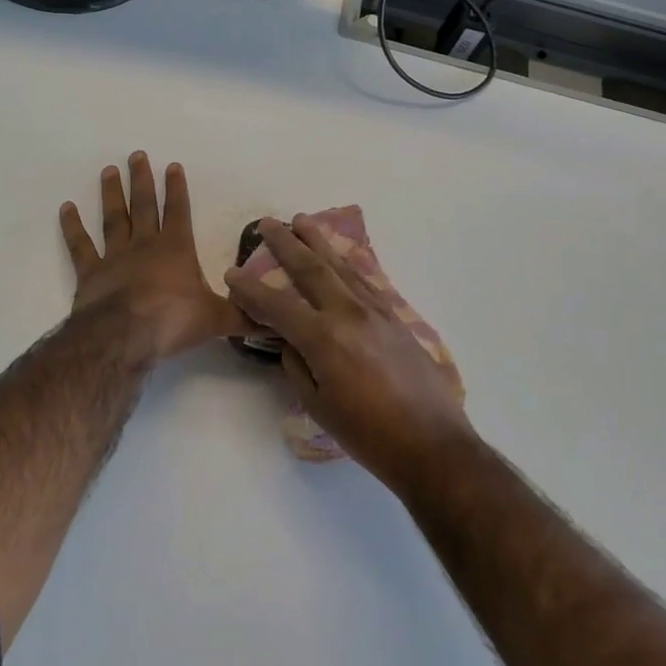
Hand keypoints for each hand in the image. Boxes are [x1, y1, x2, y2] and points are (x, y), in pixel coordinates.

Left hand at [60, 153, 250, 362]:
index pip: (178, 210)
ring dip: (111, 193)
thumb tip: (274, 320)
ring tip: (108, 170)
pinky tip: (66, 208)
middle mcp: (145, 245)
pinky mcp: (90, 273)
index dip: (176, 188)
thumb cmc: (174, 320)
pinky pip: (80, 245)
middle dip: (141, 179)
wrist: (126, 335)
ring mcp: (115, 256)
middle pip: (143, 205)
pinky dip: (72, 227)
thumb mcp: (216, 320)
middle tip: (136, 154)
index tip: (172, 165)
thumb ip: (243, 316)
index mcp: (176, 249)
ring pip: (113, 218)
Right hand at [226, 215, 476, 492]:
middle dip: (286, 243)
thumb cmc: (369, 435)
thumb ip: (297, 366)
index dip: (251, 290)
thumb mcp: (319, 406)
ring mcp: (376, 311)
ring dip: (318, 242)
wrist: (433, 444)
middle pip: (311, 268)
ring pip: (341, 266)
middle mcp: (348, 313)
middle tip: (268, 222)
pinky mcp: (395, 317)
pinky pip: (364, 279)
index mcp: (324, 338)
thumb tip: (290, 341)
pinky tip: (340, 256)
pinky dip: (346, 263)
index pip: (278, 306)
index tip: (232, 273)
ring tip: (302, 220)